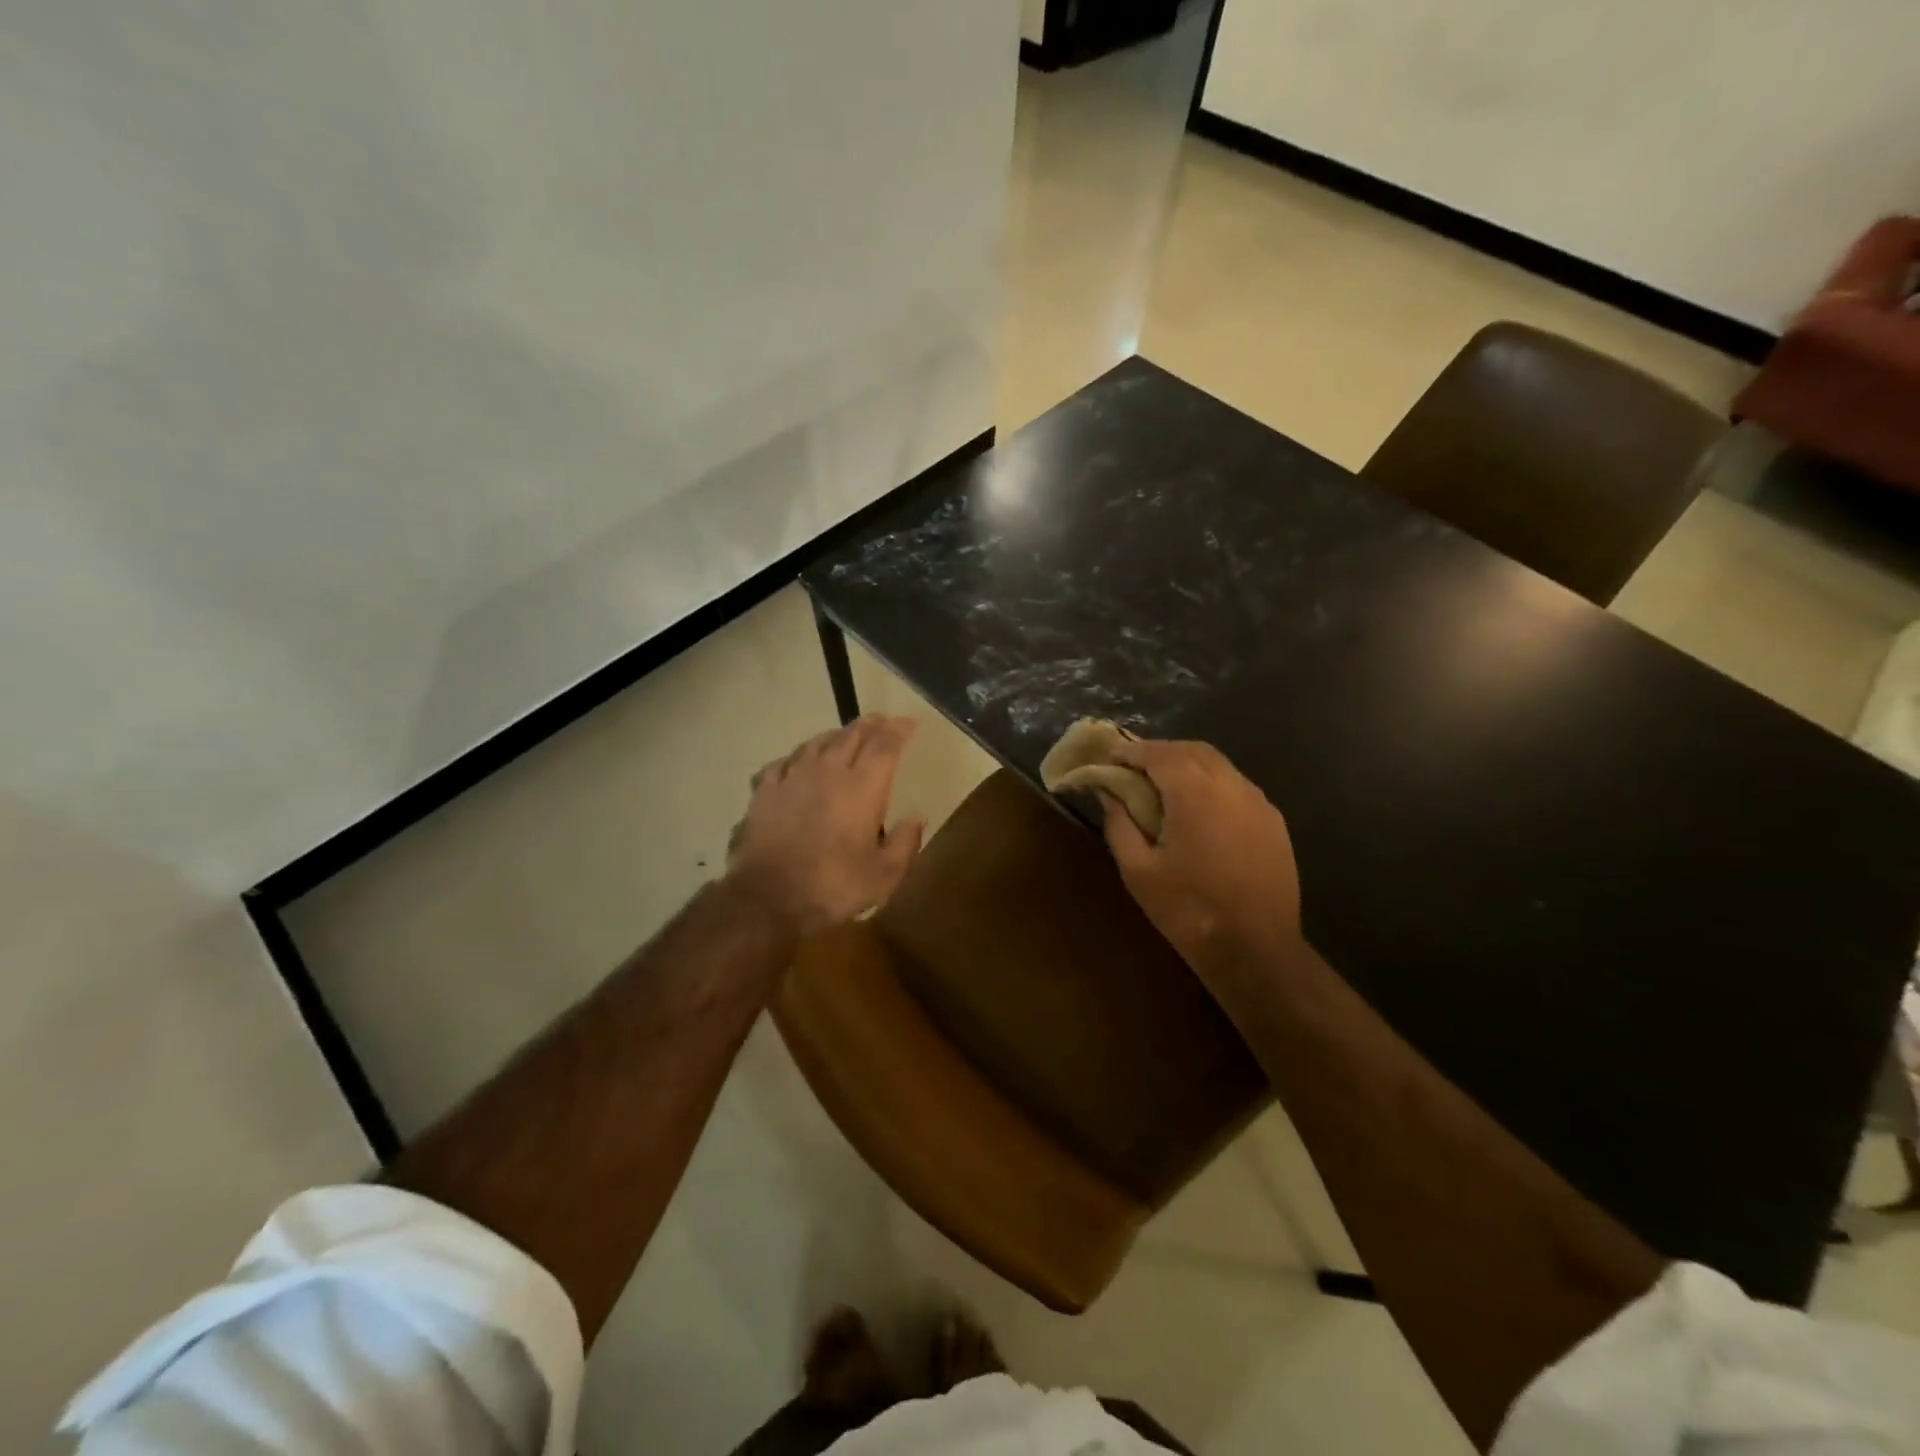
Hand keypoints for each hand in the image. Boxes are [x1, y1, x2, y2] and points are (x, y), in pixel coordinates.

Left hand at [726, 716, 925, 936]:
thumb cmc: (834, 887)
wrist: (768, 898)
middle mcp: (828, 772)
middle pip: (851, 735)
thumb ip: (905, 842)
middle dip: (870, 725)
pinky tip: (796, 762)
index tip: (908, 723)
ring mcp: (792, 778)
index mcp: (863, 788)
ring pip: (816, 743)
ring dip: (835, 735)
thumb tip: (917, 816)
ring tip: (843, 735)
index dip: (899, 731)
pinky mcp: (764, 792)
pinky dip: (796, 757)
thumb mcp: (884, 875)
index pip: (885, 746)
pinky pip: (782, 762)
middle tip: (881, 721)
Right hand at [1099, 739, 1304, 982]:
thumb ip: (1120, 823)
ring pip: (1220, 766)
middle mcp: (1232, 786)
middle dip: (1162, 751)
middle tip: (1135, 768)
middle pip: (1194, 750)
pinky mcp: (1274, 822)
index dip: (1132, 750)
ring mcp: (1259, 803)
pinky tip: (1199, 810)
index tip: (1111, 755)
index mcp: (1195, 794)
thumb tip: (1108, 793)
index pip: (1160, 753)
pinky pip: (1237, 787)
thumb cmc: (1189, 910)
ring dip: (1189, 766)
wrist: (1256, 950)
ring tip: (1164, 787)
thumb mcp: (1138, 871)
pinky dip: (1212, 784)